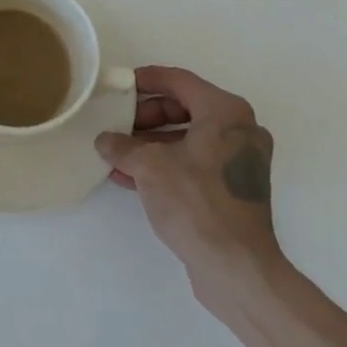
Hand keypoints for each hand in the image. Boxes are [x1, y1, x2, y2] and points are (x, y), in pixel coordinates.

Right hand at [95, 66, 280, 292]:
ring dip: (152, 143)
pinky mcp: (235, 189)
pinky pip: (196, 163)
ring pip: (189, 138)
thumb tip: (106, 141)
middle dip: (147, 116)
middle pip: (185, 108)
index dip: (147, 80)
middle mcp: (239, 130)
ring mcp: (240, 161)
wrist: (236, 266)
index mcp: (226, 112)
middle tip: (118, 124)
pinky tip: (132, 176)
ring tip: (117, 152)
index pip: (180, 81)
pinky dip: (167, 164)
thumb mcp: (149, 167)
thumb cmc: (195, 201)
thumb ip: (122, 146)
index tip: (120, 85)